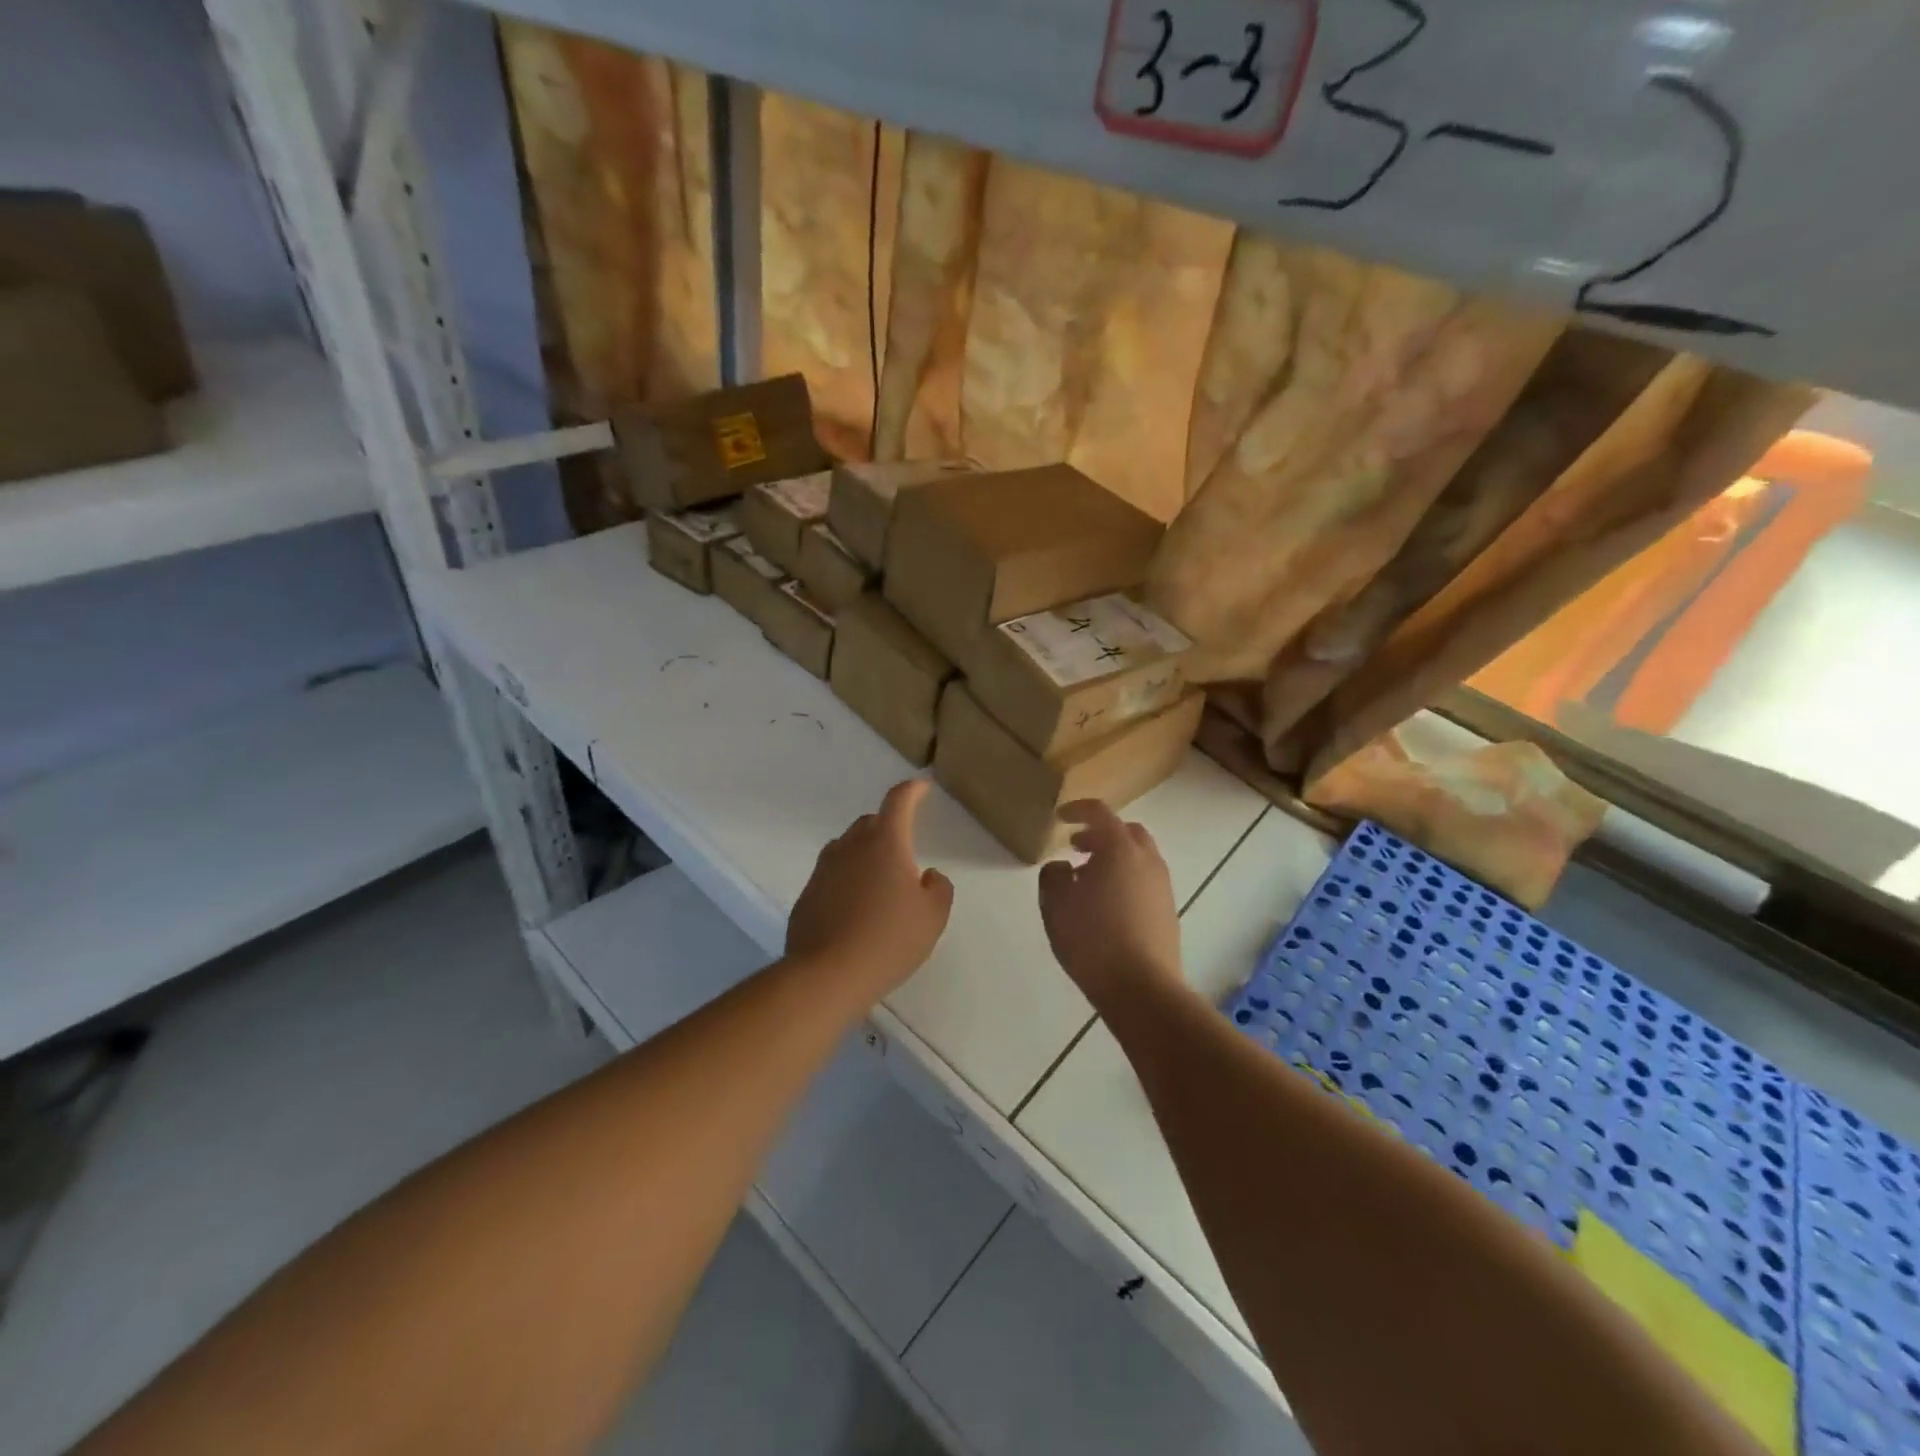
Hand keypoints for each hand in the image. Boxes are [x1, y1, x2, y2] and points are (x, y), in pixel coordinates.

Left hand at [787, 779, 954, 998]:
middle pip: (871, 823)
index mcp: (885, 842)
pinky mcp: (807, 894)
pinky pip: (832, 875)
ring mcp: (824, 869)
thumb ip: (938, 888)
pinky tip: (856, 910)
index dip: (912, 790)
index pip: (899, 801)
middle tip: (904, 852)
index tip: (922, 787)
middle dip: (889, 827)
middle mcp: (851, 846)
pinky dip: (847, 880)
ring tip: (879, 882)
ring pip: (848, 847)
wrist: (826, 975)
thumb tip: (928, 875)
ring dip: (865, 854)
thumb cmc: (889, 940)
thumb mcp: (933, 916)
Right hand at [1038, 800, 1182, 1008]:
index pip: (1100, 813)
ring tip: (1088, 879)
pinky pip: (1145, 881)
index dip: (1078, 810)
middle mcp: (1147, 860)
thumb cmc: (1092, 939)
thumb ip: (1053, 876)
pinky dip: (1125, 879)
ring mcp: (1162, 886)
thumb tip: (1063, 867)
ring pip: (1138, 857)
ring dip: (1114, 858)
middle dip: (1100, 833)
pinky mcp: (1168, 911)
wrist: (1142, 988)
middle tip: (1076, 846)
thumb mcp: (1056, 904)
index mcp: (1120, 849)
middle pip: (1126, 831)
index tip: (1061, 817)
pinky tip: (1106, 905)